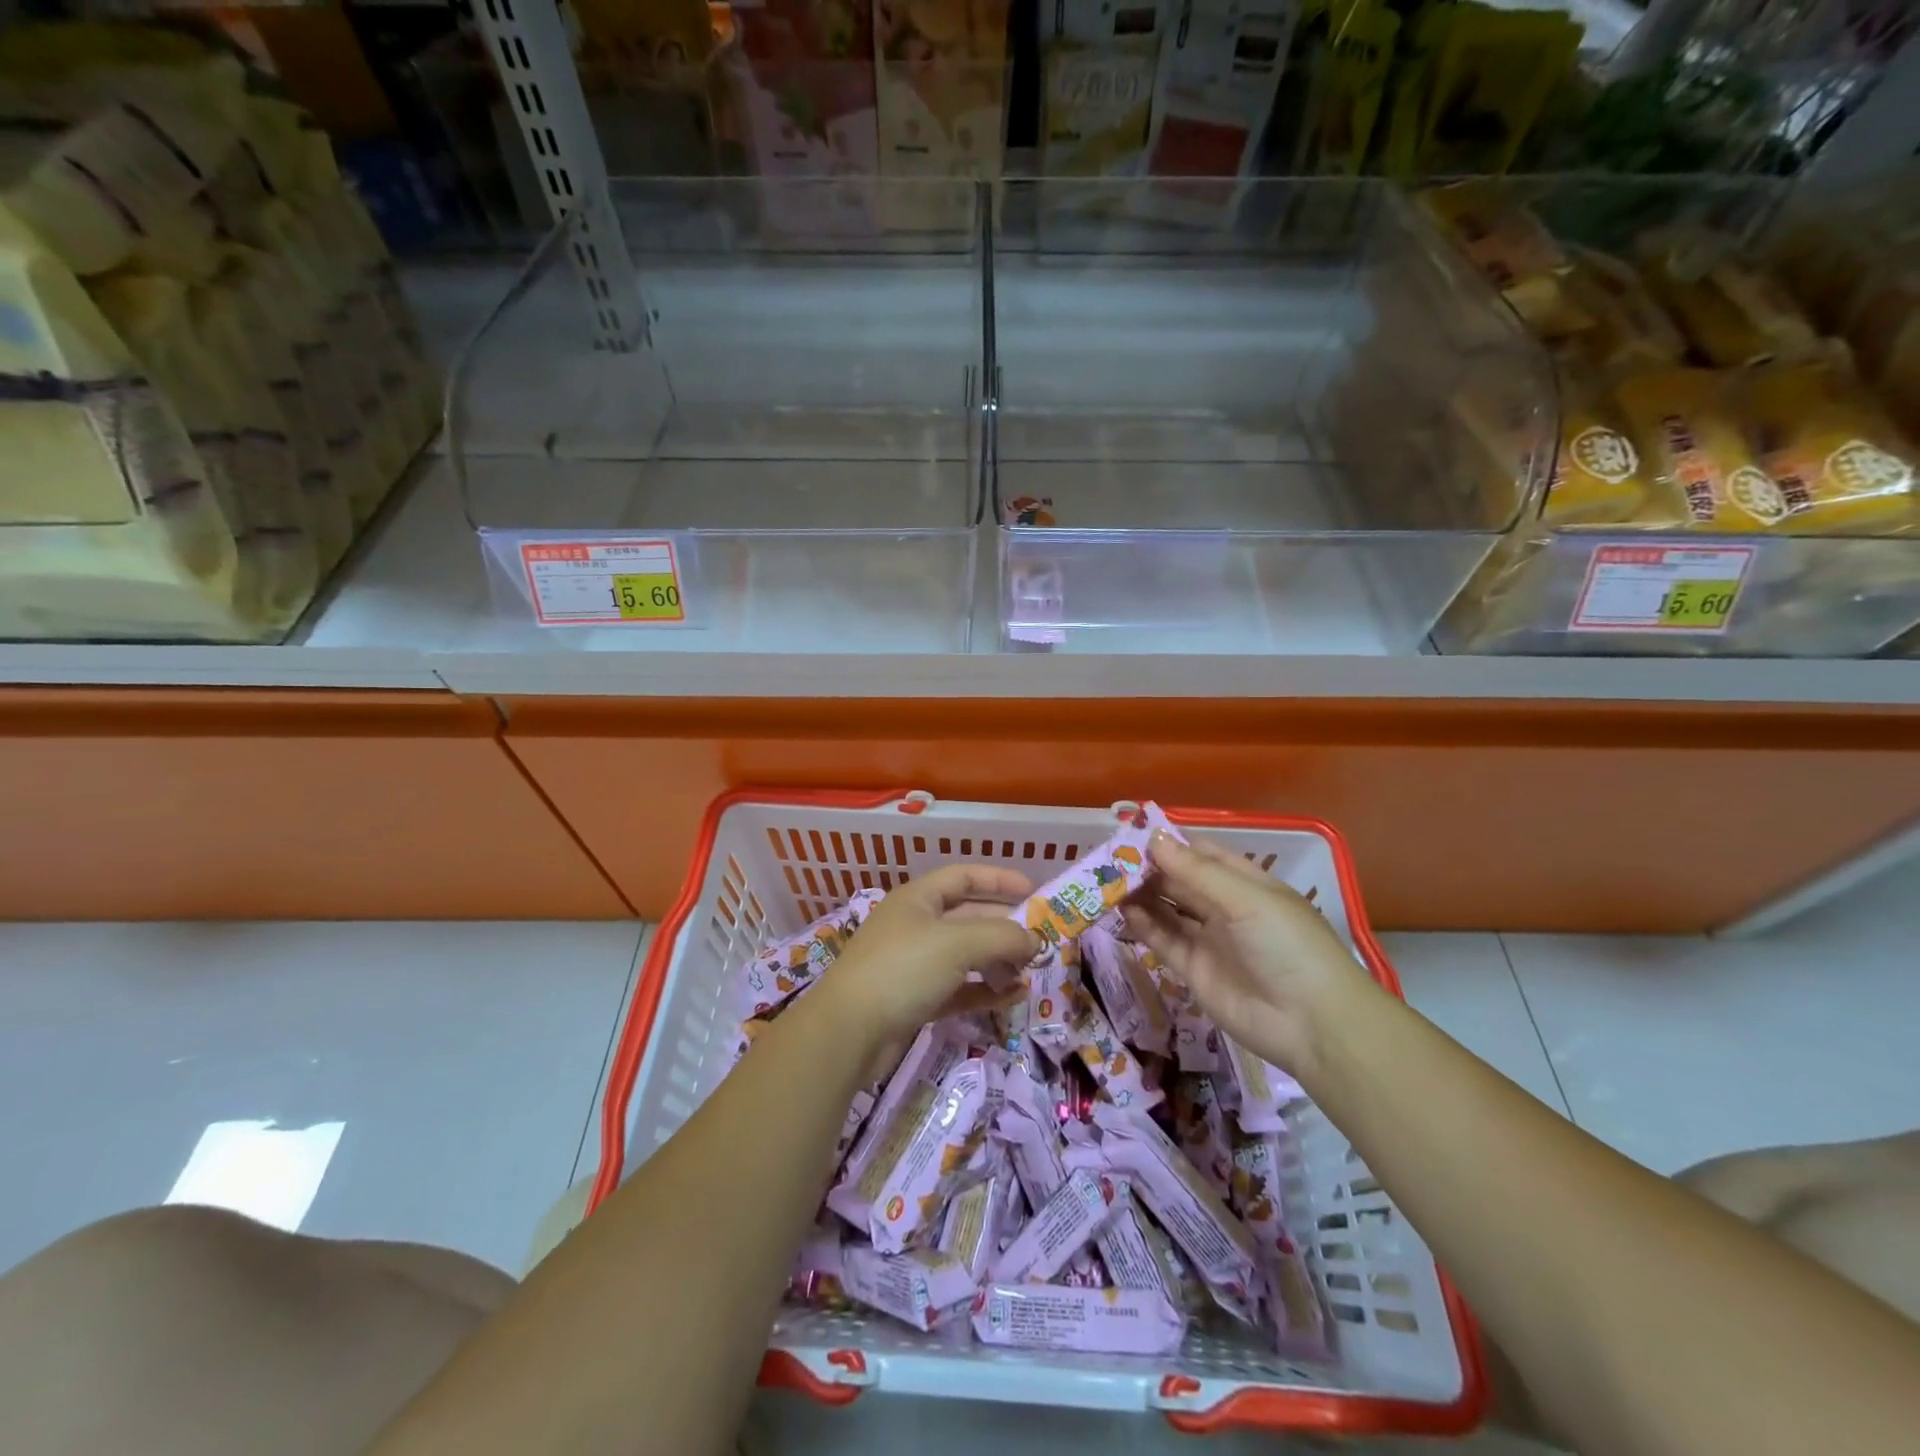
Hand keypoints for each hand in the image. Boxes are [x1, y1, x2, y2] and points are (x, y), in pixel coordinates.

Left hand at [817, 865, 1040, 1054]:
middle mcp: (915, 926)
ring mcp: (913, 965)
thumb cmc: (903, 969)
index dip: (998, 880)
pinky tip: (1012, 997)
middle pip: (968, 917)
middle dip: (1004, 927)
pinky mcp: (915, 1000)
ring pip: (965, 955)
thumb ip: (1002, 936)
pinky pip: (958, 988)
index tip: (1033, 891)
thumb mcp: (958, 943)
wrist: (849, 1032)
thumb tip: (1034, 940)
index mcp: (918, 899)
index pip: (963, 877)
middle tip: (1039, 940)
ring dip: (998, 961)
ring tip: (1028, 972)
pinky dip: (984, 990)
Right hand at [1123, 831, 1371, 1082]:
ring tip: (1106, 882)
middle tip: (1109, 859)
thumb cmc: (1287, 945)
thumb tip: (1153, 839)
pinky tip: (1122, 910)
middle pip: (1180, 880)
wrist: (1312, 1024)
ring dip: (1141, 895)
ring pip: (1168, 909)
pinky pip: (1164, 941)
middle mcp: (1226, 908)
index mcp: (1246, 883)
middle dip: (1148, 868)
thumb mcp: (1246, 899)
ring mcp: (1209, 940)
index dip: (1170, 843)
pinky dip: (1144, 925)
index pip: (1202, 853)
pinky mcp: (1194, 970)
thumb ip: (1196, 871)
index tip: (1132, 834)